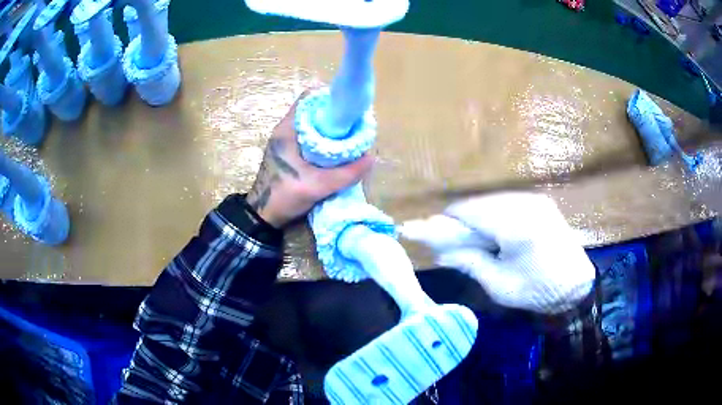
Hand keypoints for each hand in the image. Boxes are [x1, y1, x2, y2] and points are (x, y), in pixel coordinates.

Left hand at [247, 91, 373, 227]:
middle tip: (355, 125)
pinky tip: (337, 150)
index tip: (350, 109)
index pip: (309, 99)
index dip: (331, 98)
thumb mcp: (318, 186)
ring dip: (331, 128)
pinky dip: (324, 139)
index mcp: (287, 129)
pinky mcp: (289, 151)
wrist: (262, 216)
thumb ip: (346, 173)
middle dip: (335, 115)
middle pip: (314, 110)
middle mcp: (286, 130)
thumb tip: (371, 157)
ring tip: (350, 137)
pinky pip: (310, 137)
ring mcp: (286, 140)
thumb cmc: (283, 196)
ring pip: (313, 124)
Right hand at [400, 193, 595, 313]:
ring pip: (491, 201)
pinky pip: (506, 203)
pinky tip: (488, 232)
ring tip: (466, 237)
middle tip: (444, 237)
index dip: (444, 220)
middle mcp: (525, 204)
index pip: (468, 213)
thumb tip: (439, 253)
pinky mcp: (539, 202)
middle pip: (478, 204)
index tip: (424, 229)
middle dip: (458, 219)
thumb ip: (469, 263)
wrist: (577, 285)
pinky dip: (490, 215)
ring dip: (474, 216)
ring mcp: (534, 200)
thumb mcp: (500, 286)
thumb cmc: (538, 292)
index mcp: (515, 227)